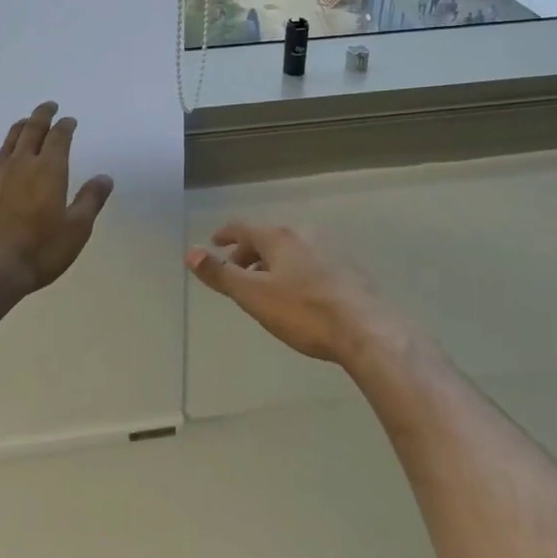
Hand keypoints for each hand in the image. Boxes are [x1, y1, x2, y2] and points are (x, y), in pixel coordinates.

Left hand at [0, 101, 114, 295]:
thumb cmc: (40, 250)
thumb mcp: (77, 229)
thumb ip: (91, 200)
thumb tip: (104, 177)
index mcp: (49, 170)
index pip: (59, 137)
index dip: (65, 126)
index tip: (70, 120)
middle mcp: (22, 164)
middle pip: (32, 130)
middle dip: (42, 115)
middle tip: (49, 106)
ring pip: (10, 140)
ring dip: (21, 127)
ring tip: (27, 122)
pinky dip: (1, 150)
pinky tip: (2, 154)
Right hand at [185, 222, 401, 366]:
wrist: (368, 330)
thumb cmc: (304, 312)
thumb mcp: (254, 296)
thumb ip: (221, 275)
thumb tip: (189, 252)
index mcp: (278, 238)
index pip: (243, 227)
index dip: (225, 234)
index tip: (213, 242)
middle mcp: (304, 236)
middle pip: (268, 238)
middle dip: (249, 252)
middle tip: (237, 270)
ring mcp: (330, 251)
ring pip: (292, 251)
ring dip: (274, 263)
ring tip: (266, 285)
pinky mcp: (350, 270)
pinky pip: (312, 263)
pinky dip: (297, 272)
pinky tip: (301, 295)